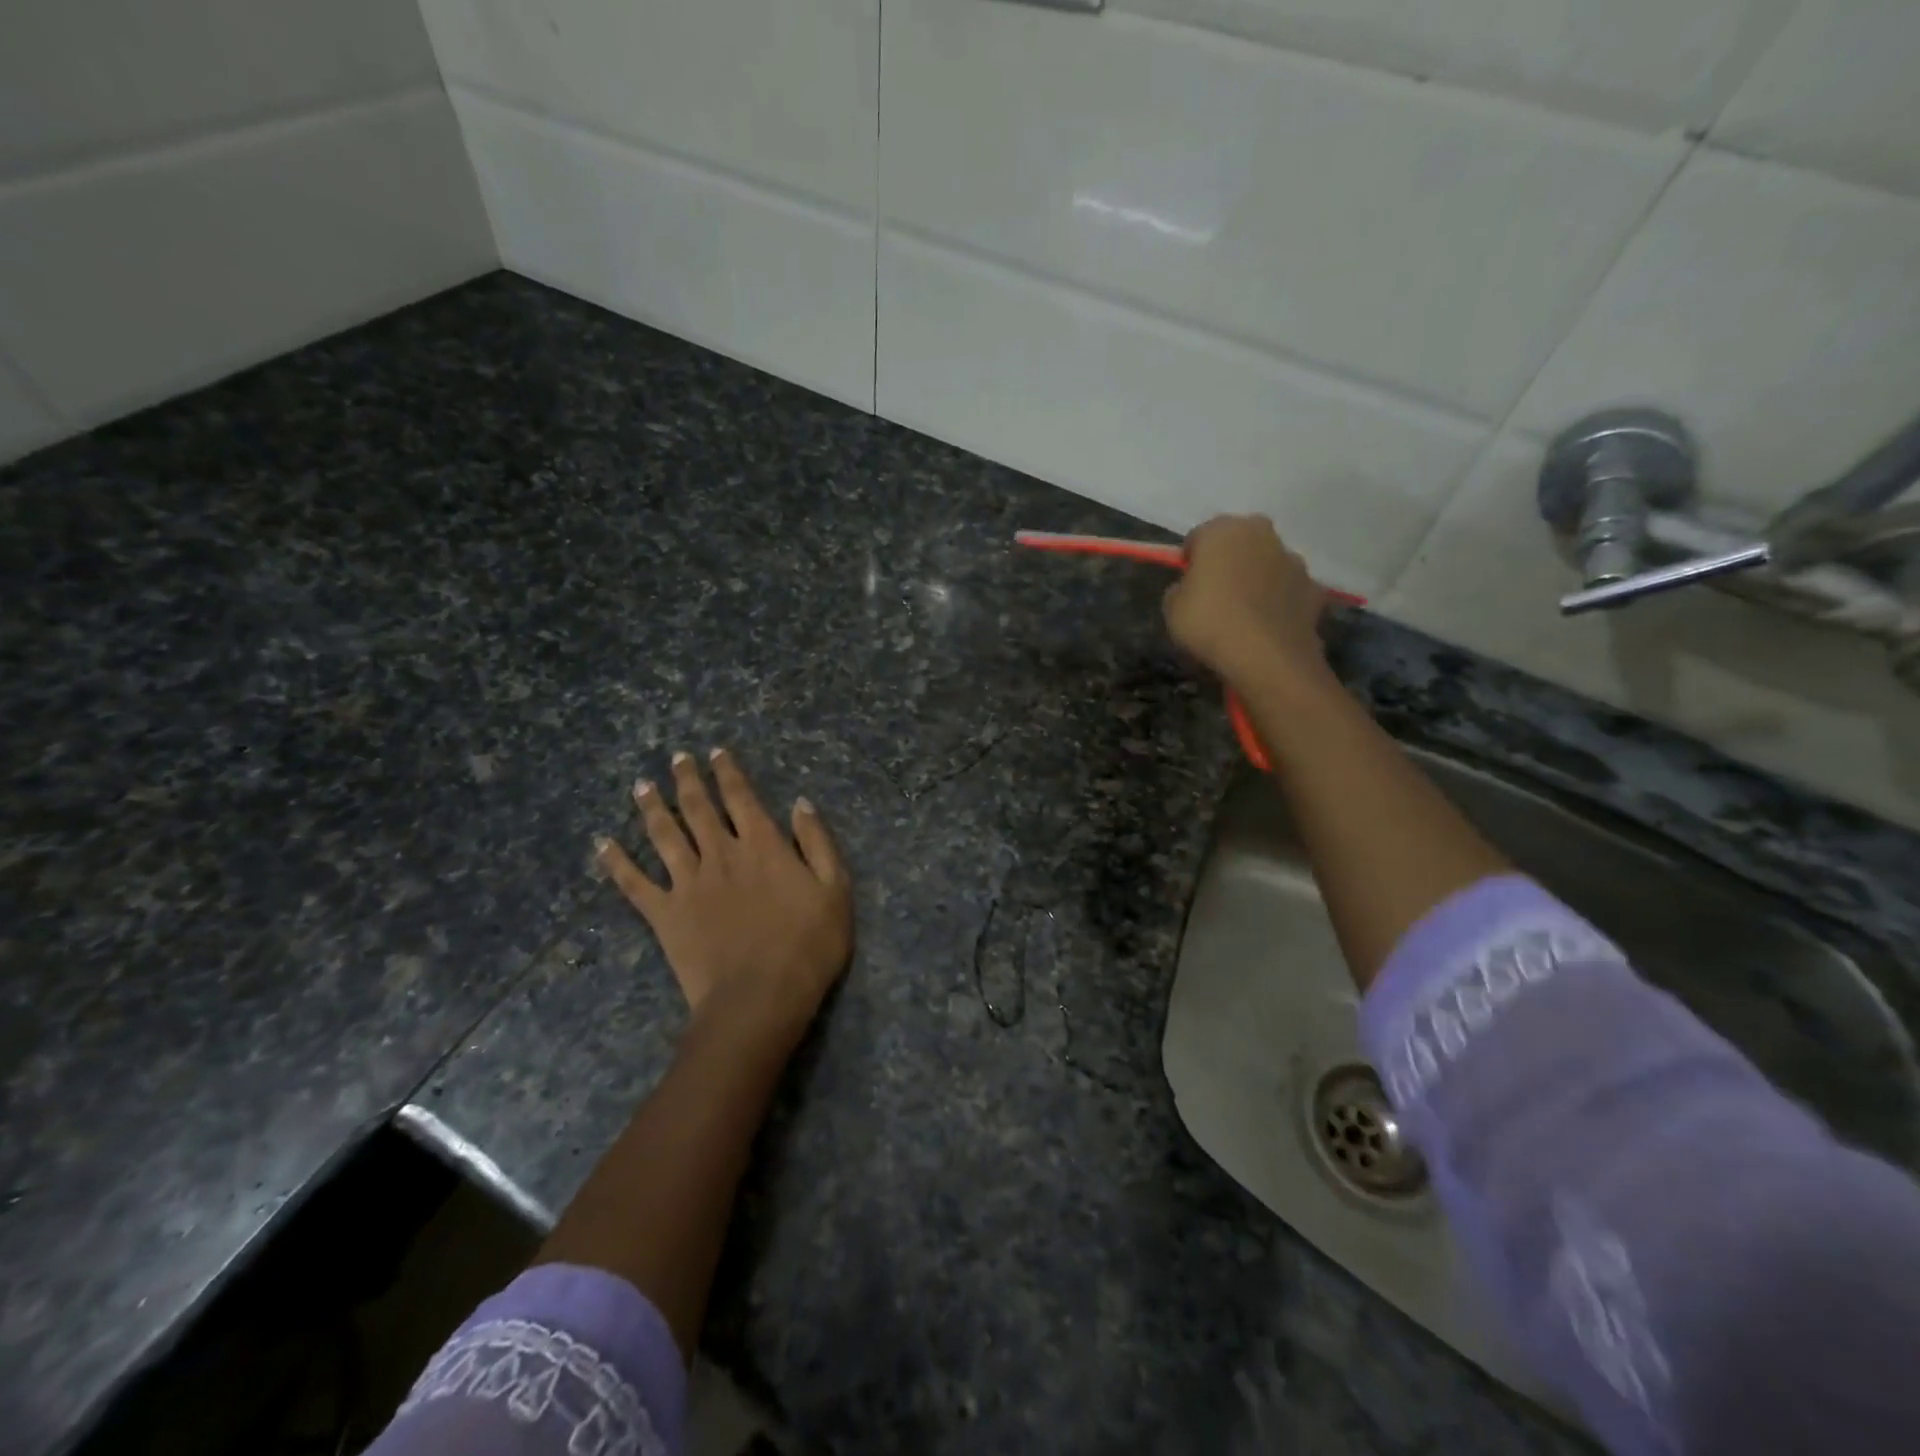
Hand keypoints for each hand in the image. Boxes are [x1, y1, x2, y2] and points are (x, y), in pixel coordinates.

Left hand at [596, 749, 852, 1039]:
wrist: (760, 997)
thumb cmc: (808, 945)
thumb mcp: (835, 889)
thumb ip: (818, 842)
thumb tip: (800, 803)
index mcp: (762, 845)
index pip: (741, 797)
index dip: (728, 772)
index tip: (716, 752)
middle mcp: (720, 854)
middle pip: (698, 808)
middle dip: (687, 779)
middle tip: (675, 758)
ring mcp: (688, 883)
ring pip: (664, 835)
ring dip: (652, 807)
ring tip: (641, 785)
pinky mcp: (664, 914)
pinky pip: (634, 883)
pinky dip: (616, 862)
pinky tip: (602, 844)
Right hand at [1164, 514, 1333, 695]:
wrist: (1266, 657)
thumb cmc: (1209, 623)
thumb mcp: (1171, 608)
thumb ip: (1181, 589)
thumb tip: (1191, 589)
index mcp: (1222, 531)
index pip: (1199, 536)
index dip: (1191, 560)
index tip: (1187, 583)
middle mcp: (1261, 534)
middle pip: (1240, 542)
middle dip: (1229, 560)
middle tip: (1216, 593)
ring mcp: (1293, 560)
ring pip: (1268, 563)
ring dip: (1257, 578)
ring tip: (1244, 614)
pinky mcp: (1314, 588)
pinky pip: (1288, 590)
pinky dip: (1280, 602)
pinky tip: (1268, 627)